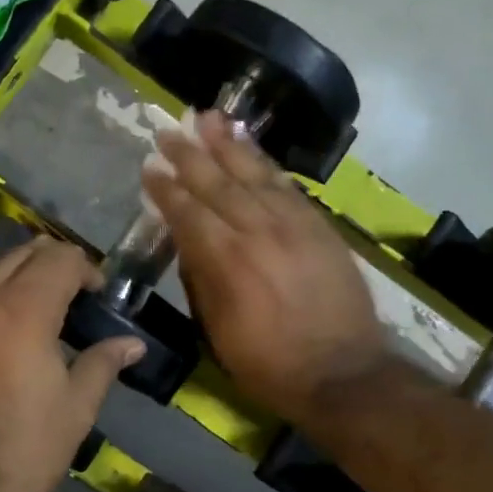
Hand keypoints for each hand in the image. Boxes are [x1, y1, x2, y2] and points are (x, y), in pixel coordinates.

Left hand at [0, 238, 142, 491]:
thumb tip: (133, 343)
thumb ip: (103, 364)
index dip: (87, 269)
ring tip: (41, 319)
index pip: (60, 258)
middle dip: (53, 264)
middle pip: (21, 254)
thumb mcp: (75, 410)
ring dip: (20, 282)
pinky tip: (3, 342)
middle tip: (75, 297)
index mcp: (24, 311)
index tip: (99, 296)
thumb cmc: (20, 452)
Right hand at [143, 112, 388, 420]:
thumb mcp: (217, 330)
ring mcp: (293, 225)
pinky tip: (252, 149)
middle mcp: (257, 231)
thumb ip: (200, 279)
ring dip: (228, 145)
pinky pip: (288, 186)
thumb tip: (187, 241)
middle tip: (169, 131)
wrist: (343, 373)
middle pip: (217, 183)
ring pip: (254, 174)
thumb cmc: (268, 363)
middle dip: (190, 155)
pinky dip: (266, 164)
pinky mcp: (320, 227)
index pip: (188, 212)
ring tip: (209, 118)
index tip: (149, 168)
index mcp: (225, 260)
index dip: (166, 189)